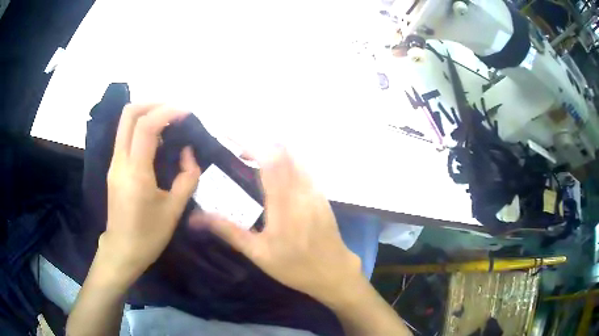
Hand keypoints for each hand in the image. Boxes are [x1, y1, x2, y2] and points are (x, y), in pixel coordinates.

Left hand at [102, 104, 200, 285]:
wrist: (122, 250)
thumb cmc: (149, 235)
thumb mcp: (175, 209)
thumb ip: (187, 177)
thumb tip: (188, 153)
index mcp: (136, 172)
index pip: (146, 126)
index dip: (167, 112)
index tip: (187, 112)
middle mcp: (120, 161)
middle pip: (129, 114)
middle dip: (153, 103)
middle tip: (174, 111)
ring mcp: (114, 163)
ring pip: (126, 123)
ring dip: (147, 114)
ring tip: (169, 123)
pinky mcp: (114, 168)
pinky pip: (126, 137)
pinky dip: (142, 129)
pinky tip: (158, 141)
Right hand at [191, 146, 361, 302]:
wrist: (334, 271)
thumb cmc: (295, 266)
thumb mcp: (258, 253)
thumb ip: (228, 231)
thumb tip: (196, 218)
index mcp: (284, 201)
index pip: (268, 158)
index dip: (247, 141)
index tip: (227, 136)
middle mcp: (302, 188)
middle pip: (282, 149)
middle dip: (256, 142)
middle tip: (235, 151)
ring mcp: (314, 189)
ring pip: (294, 155)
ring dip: (271, 150)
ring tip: (250, 160)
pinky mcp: (320, 193)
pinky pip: (301, 166)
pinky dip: (284, 160)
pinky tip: (272, 175)